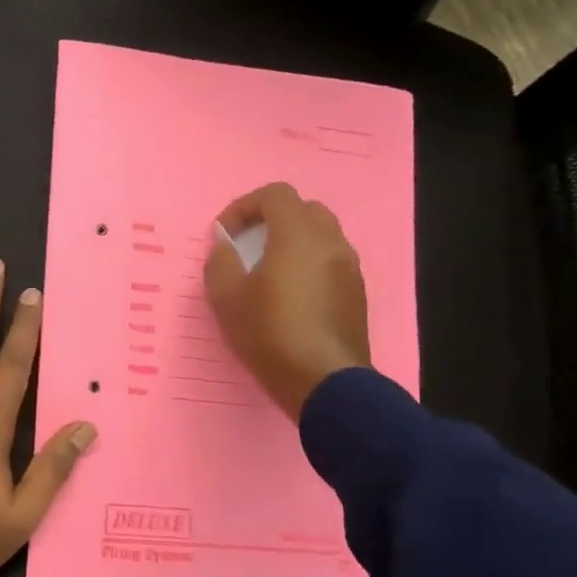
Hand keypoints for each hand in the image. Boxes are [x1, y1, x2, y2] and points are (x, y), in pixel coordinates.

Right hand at [203, 183, 370, 419]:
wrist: (324, 382)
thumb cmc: (270, 332)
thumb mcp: (227, 297)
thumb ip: (220, 261)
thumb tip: (224, 246)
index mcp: (298, 235)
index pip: (275, 195)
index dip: (244, 206)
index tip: (225, 234)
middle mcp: (331, 242)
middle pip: (303, 210)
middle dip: (272, 220)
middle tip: (248, 245)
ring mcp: (349, 268)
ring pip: (321, 236)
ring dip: (292, 242)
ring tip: (267, 272)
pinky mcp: (356, 294)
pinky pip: (330, 263)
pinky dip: (308, 265)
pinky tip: (290, 296)